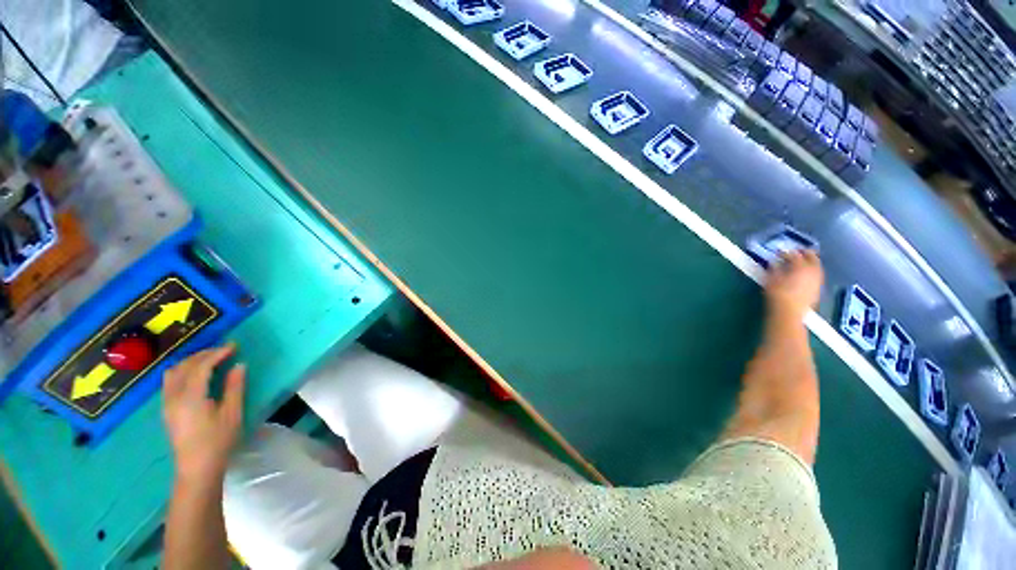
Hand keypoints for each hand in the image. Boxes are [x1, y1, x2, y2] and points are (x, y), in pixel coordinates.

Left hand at [162, 344, 245, 483]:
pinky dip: (184, 371)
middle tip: (224, 351)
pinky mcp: (166, 409)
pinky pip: (170, 381)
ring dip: (191, 361)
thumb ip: (234, 387)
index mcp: (190, 397)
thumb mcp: (232, 413)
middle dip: (203, 354)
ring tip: (210, 359)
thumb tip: (239, 365)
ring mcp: (167, 403)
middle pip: (184, 366)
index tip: (233, 346)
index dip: (217, 353)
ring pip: (173, 372)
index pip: (201, 366)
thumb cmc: (218, 441)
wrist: (197, 468)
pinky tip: (197, 375)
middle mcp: (174, 397)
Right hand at [765, 250, 822, 319]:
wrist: (788, 313)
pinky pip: (817, 276)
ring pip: (817, 267)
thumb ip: (774, 268)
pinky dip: (812, 272)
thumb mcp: (771, 279)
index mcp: (800, 266)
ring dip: (811, 262)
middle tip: (798, 251)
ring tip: (803, 262)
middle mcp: (812, 271)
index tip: (778, 252)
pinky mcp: (817, 289)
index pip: (794, 255)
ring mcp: (817, 281)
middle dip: (805, 253)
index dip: (786, 252)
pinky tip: (806, 275)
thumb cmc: (777, 295)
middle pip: (812, 258)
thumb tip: (774, 261)